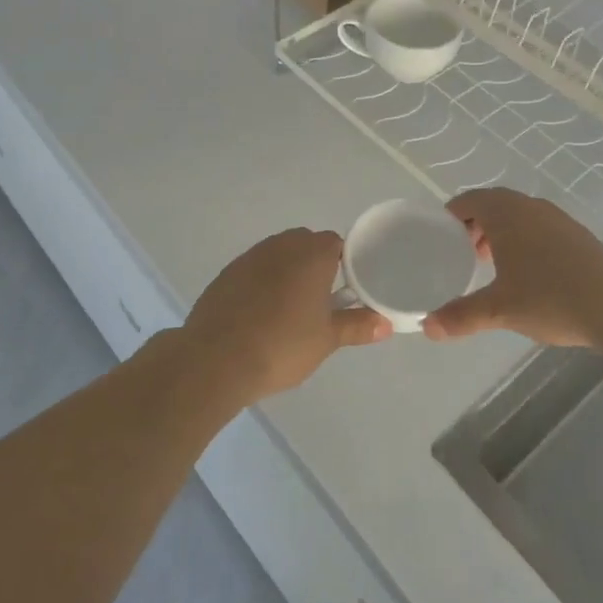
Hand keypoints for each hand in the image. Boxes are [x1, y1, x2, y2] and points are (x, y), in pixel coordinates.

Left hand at [183, 228, 388, 399]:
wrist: (217, 359)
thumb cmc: (283, 345)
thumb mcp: (327, 339)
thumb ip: (357, 326)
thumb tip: (385, 324)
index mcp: (312, 255)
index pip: (335, 243)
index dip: (343, 262)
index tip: (345, 288)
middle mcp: (281, 246)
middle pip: (305, 243)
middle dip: (315, 264)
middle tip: (320, 300)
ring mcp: (250, 257)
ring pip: (277, 255)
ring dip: (287, 272)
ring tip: (290, 308)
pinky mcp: (226, 274)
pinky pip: (253, 270)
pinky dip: (261, 283)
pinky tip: (260, 313)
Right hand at [423, 189, 602, 347]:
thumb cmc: (549, 298)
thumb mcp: (499, 310)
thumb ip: (460, 316)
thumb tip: (427, 327)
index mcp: (505, 213)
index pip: (468, 200)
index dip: (450, 216)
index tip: (439, 237)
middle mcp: (530, 206)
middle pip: (493, 205)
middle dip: (474, 225)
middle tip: (462, 253)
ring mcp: (556, 218)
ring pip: (518, 215)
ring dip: (500, 233)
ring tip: (491, 264)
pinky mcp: (576, 233)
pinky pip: (538, 226)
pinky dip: (523, 239)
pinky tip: (527, 273)